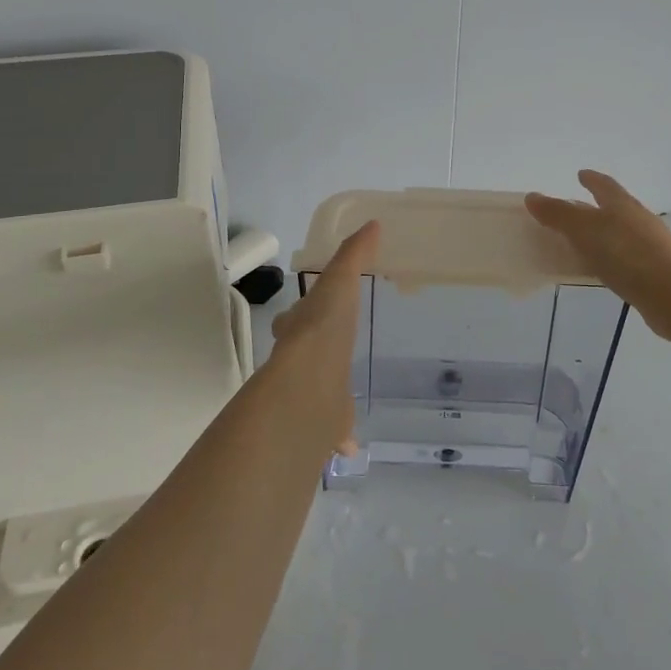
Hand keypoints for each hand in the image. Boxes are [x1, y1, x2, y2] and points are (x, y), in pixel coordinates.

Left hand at [268, 220, 377, 455]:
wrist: (307, 383)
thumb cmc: (324, 327)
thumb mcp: (341, 282)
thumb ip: (354, 255)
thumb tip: (373, 225)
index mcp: (302, 330)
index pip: (297, 319)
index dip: (302, 316)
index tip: (313, 316)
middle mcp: (299, 362)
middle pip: (303, 356)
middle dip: (313, 354)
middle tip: (329, 354)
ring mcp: (310, 396)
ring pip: (317, 394)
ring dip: (325, 396)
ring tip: (340, 399)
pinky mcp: (323, 425)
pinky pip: (332, 429)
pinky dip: (340, 436)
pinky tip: (351, 444)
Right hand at [525, 171, 670, 321]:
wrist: (670, 294)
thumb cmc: (625, 254)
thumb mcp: (584, 230)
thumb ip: (558, 214)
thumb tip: (532, 196)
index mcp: (623, 204)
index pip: (605, 185)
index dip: (592, 179)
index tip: (581, 174)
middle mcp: (640, 219)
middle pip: (617, 207)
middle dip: (598, 206)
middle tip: (578, 208)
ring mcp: (652, 245)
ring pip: (623, 232)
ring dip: (605, 233)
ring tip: (586, 240)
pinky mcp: (656, 271)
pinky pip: (627, 257)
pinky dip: (612, 256)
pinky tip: (603, 268)